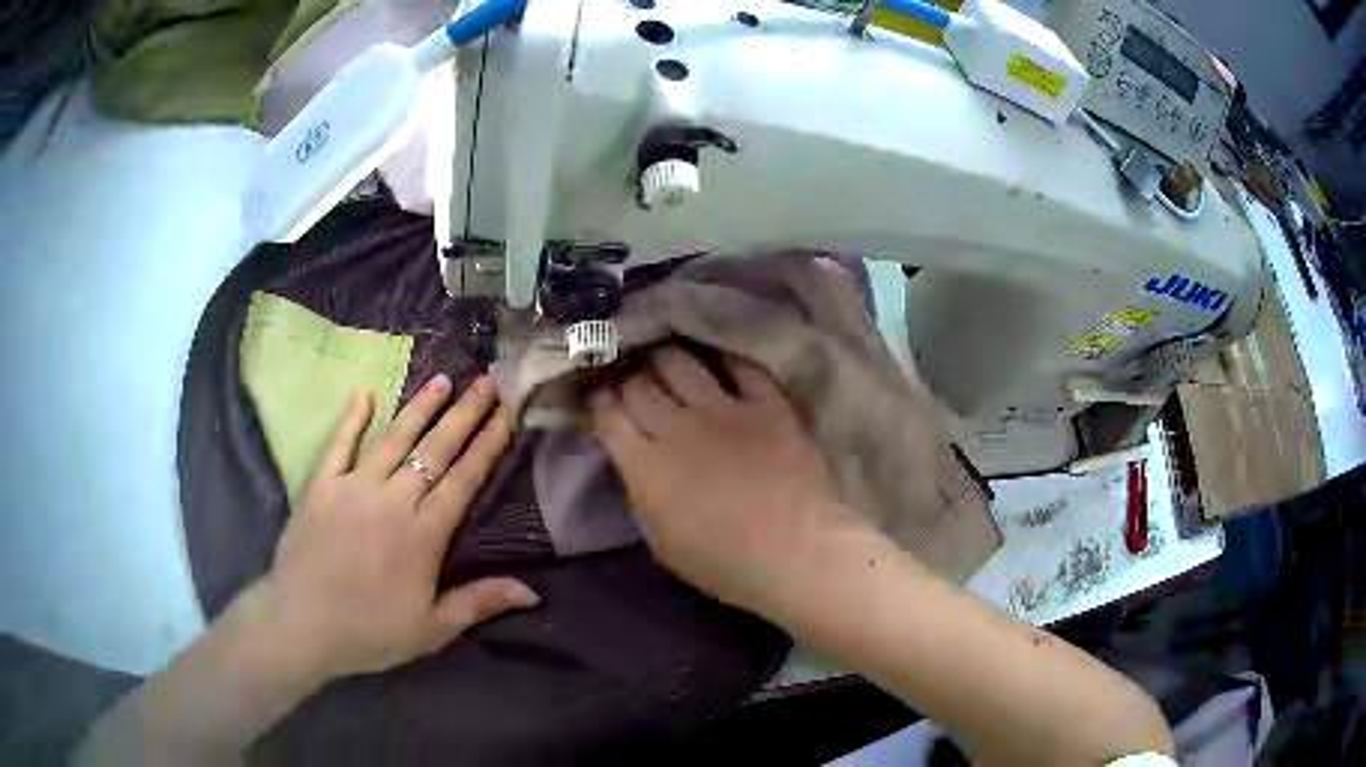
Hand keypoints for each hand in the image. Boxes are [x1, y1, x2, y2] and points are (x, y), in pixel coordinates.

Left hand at [246, 373, 538, 684]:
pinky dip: (351, 418)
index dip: (488, 444)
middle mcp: (392, 501)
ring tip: (443, 380)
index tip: (507, 413)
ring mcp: (353, 488)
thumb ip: (479, 603)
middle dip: (464, 414)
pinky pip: (338, 445)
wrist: (302, 626)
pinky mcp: (321, 486)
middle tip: (487, 381)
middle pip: (434, 449)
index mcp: (423, 534)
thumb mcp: (433, 629)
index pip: (463, 480)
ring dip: (420, 407)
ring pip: (393, 439)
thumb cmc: (371, 632)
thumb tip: (533, 592)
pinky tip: (365, 394)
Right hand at [590, 348, 863, 613]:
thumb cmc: (725, 563)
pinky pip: (738, 366)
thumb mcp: (662, 542)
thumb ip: (643, 494)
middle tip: (633, 380)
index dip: (599, 400)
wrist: (797, 551)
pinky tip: (719, 365)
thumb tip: (639, 466)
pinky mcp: (766, 403)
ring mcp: (724, 409)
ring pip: (680, 362)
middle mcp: (677, 426)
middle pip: (639, 382)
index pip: (609, 415)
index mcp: (646, 465)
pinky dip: (723, 362)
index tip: (600, 397)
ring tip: (667, 363)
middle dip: (629, 377)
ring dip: (666, 359)